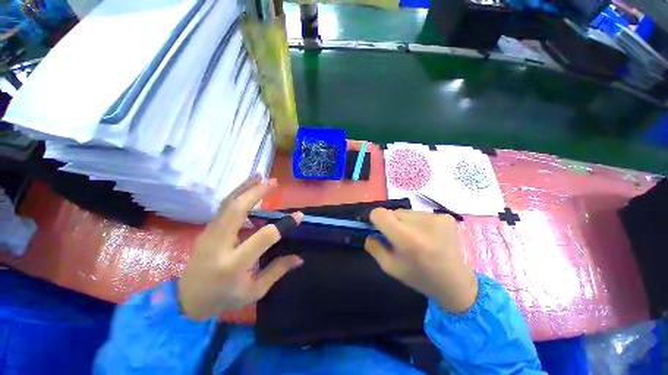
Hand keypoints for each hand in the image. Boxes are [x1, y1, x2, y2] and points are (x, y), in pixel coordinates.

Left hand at [178, 176, 303, 319]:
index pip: (263, 237)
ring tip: (260, 176)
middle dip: (257, 192)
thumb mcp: (254, 291)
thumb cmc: (224, 298)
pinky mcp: (207, 230)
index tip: (299, 216)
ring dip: (245, 187)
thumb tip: (300, 258)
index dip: (283, 225)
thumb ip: (277, 271)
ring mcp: (209, 234)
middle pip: (237, 210)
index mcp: (234, 264)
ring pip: (227, 204)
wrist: (186, 300)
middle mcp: (219, 244)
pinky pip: (223, 207)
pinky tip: (247, 189)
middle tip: (273, 181)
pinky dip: (237, 194)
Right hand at [365, 208, 477, 312]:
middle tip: (401, 239)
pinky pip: (421, 214)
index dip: (375, 219)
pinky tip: (430, 237)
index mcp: (405, 239)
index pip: (379, 213)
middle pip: (393, 212)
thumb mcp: (390, 268)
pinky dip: (420, 223)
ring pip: (407, 213)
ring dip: (406, 223)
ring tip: (417, 239)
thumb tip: (369, 232)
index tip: (379, 229)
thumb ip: (374, 247)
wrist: (457, 283)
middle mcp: (421, 223)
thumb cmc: (420, 277)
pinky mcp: (446, 217)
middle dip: (392, 223)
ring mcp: (436, 218)